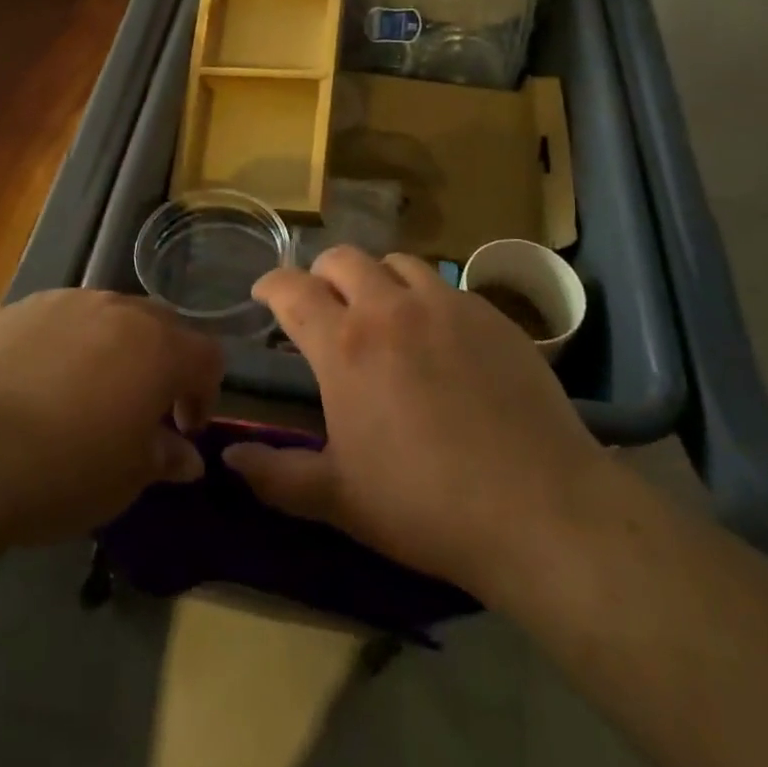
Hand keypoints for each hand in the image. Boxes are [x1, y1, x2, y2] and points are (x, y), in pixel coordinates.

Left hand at [0, 289, 223, 546]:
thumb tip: (186, 457)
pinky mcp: (15, 309)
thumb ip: (164, 458)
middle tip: (141, 409)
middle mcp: (117, 310)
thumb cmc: (61, 470)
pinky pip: (57, 321)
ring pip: (106, 317)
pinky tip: (34, 387)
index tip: (183, 430)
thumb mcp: (125, 479)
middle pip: (160, 325)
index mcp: (158, 347)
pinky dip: (63, 347)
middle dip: (161, 363)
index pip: (206, 356)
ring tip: (84, 395)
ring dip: (111, 350)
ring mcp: (63, 303)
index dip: (204, 393)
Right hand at [222, 247, 606, 598]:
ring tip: (381, 310)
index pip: (292, 290)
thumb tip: (228, 459)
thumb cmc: (425, 505)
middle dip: (322, 274)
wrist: (539, 507)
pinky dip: (425, 297)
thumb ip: (277, 475)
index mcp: (344, 345)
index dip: (270, 285)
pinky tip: (438, 335)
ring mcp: (446, 305)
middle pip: (343, 259)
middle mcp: (390, 308)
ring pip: (397, 262)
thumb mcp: (339, 499)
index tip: (263, 294)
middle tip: (323, 304)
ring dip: (376, 278)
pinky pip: (447, 286)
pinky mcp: (492, 315)